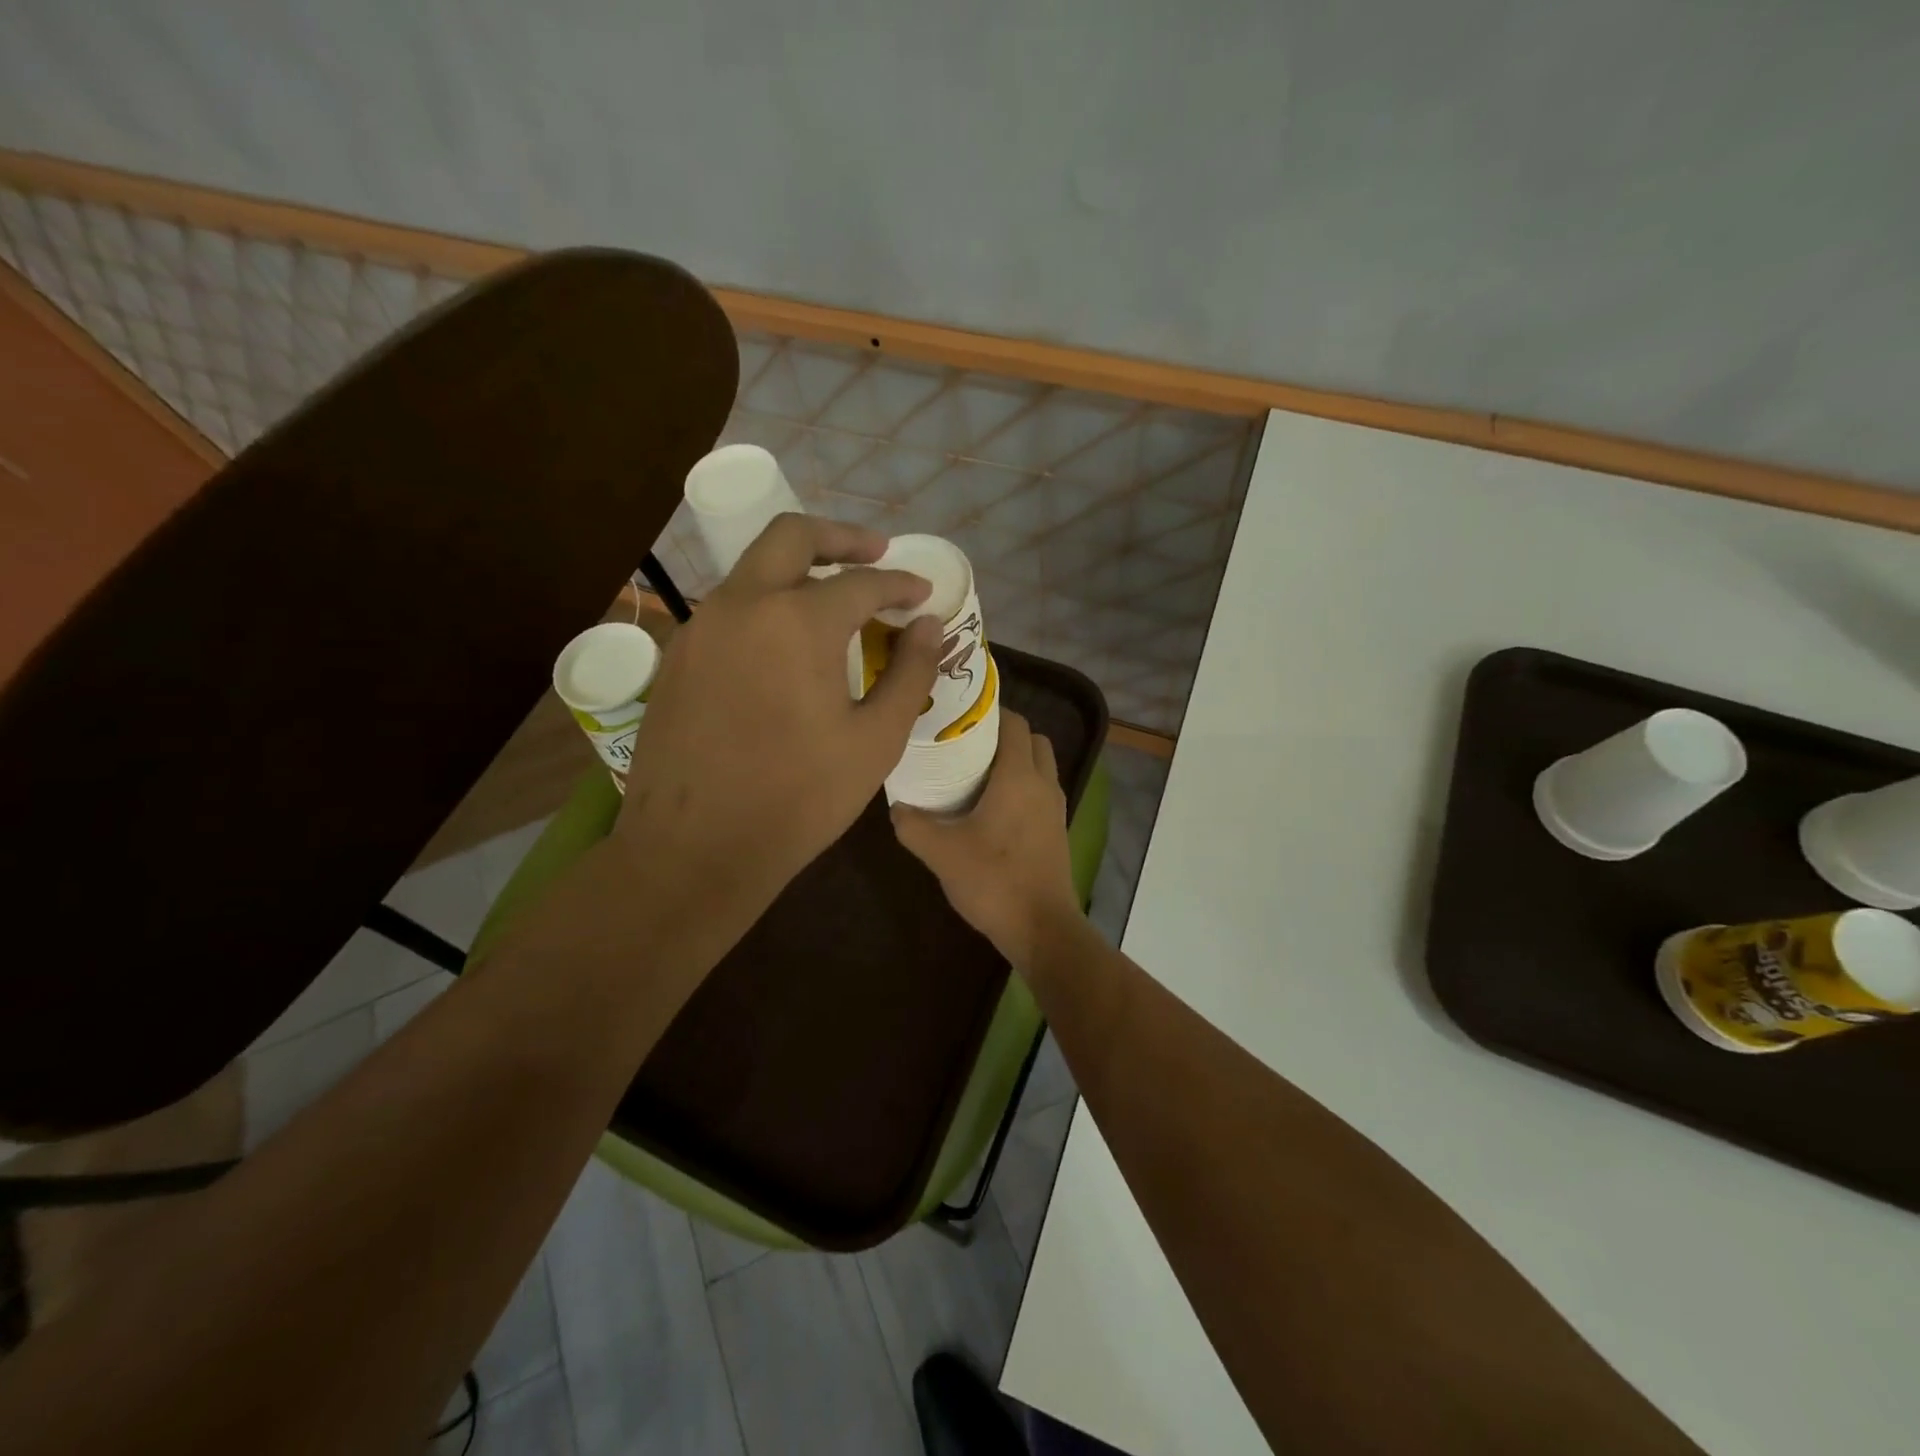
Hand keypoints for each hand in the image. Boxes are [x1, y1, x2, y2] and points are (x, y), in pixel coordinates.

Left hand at [614, 514, 939, 917]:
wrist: (694, 849)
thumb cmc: (798, 799)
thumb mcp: (875, 740)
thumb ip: (910, 673)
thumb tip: (930, 626)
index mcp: (798, 621)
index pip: (863, 582)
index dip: (901, 584)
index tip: (923, 594)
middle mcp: (742, 604)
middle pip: (791, 536)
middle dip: (841, 538)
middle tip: (875, 554)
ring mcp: (700, 627)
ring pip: (753, 569)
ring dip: (799, 570)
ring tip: (835, 600)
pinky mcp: (678, 657)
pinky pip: (729, 609)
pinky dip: (766, 605)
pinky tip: (785, 646)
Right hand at [891, 711, 1079, 967]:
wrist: (1041, 927)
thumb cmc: (993, 881)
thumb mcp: (941, 853)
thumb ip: (913, 825)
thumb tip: (896, 806)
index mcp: (1019, 777)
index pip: (1015, 723)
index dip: (990, 712)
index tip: (959, 716)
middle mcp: (1043, 784)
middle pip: (1033, 740)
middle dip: (1005, 735)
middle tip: (968, 744)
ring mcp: (1055, 808)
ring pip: (1041, 766)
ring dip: (1016, 761)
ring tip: (976, 773)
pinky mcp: (1057, 830)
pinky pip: (1041, 791)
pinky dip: (1023, 786)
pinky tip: (992, 808)